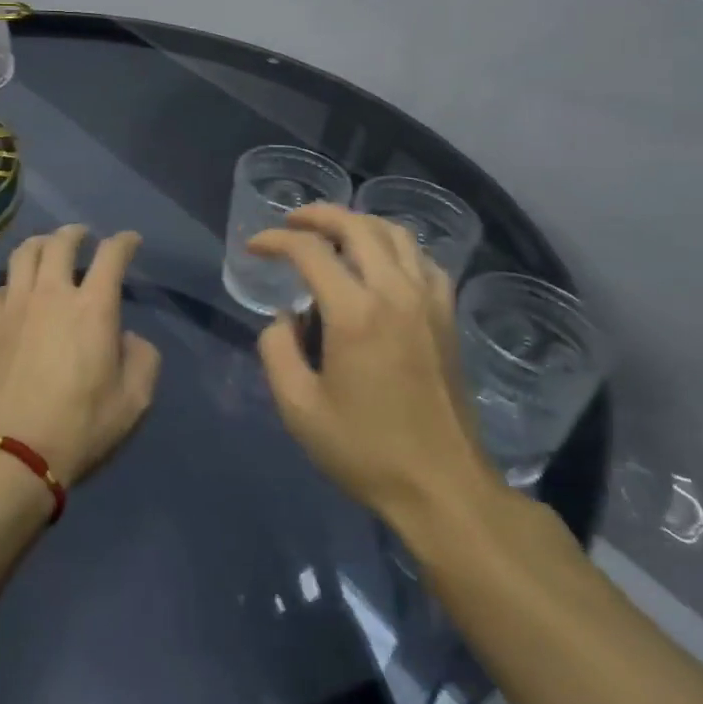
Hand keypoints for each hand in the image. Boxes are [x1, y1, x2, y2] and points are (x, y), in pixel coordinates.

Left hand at [0, 226, 161, 487]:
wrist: (7, 455)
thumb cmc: (78, 429)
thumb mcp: (133, 403)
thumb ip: (142, 361)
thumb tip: (129, 338)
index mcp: (92, 308)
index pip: (111, 256)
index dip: (124, 242)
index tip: (130, 240)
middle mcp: (51, 294)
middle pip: (60, 242)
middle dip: (75, 233)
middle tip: (83, 236)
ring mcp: (14, 307)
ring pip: (23, 254)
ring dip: (40, 244)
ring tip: (47, 249)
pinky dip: (12, 283)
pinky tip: (16, 296)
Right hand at [250, 205, 499, 530]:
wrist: (443, 488)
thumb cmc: (365, 450)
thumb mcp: (298, 409)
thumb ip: (277, 351)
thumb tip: (284, 319)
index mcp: (355, 312)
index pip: (310, 251)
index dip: (276, 241)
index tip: (255, 247)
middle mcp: (395, 292)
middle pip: (356, 226)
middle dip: (317, 215)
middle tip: (290, 223)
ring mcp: (428, 301)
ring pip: (395, 233)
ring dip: (358, 224)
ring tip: (333, 235)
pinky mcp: (447, 317)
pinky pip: (422, 260)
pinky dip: (395, 247)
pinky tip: (381, 263)